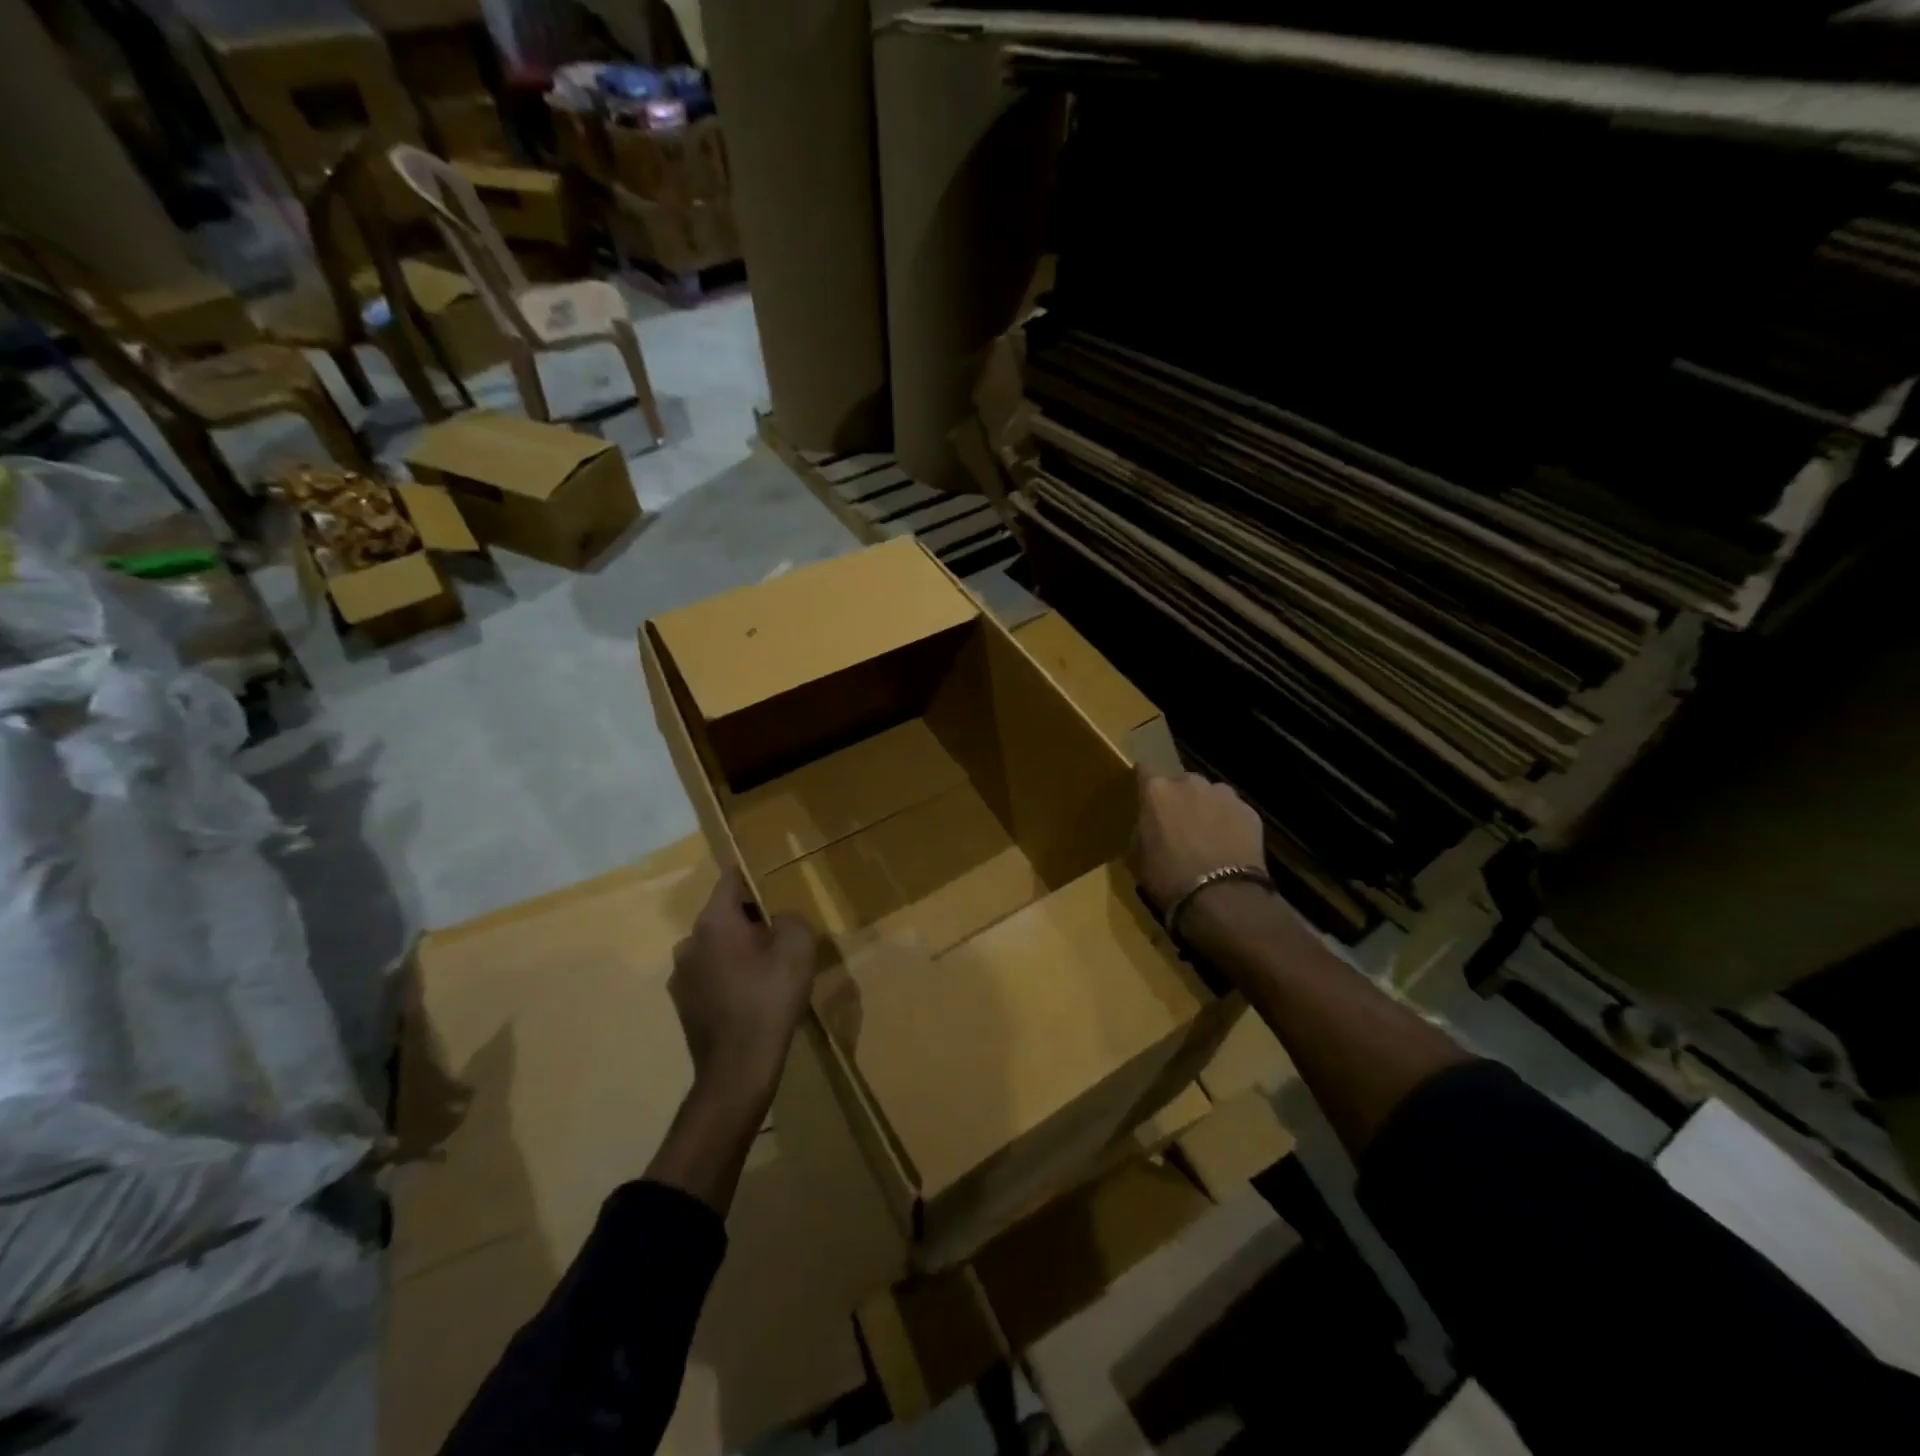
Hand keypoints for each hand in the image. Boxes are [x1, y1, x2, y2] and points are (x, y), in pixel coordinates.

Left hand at [670, 867, 818, 1101]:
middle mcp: (689, 941)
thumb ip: (790, 918)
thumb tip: (778, 919)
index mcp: (714, 921)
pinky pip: (709, 974)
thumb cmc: (770, 998)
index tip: (769, 877)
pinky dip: (727, 975)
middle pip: (722, 915)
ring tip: (766, 967)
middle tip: (779, 930)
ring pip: (714, 946)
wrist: (738, 1068)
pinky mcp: (682, 1004)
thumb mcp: (798, 947)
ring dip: (736, 949)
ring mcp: (681, 975)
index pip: (729, 880)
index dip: (750, 875)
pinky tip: (750, 995)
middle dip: (749, 918)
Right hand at [1130, 765, 1265, 913]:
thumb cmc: (1168, 877)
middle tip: (1179, 824)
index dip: (1145, 782)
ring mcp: (1223, 794)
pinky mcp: (1249, 811)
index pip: (1145, 770)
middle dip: (1180, 798)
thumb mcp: (1138, 855)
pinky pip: (1235, 811)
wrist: (1220, 897)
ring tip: (1209, 834)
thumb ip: (1142, 830)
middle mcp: (1190, 783)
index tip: (1146, 796)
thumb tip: (1149, 826)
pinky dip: (1231, 823)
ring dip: (1207, 807)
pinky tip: (1230, 845)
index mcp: (1157, 790)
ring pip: (1211, 794)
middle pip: (1182, 782)